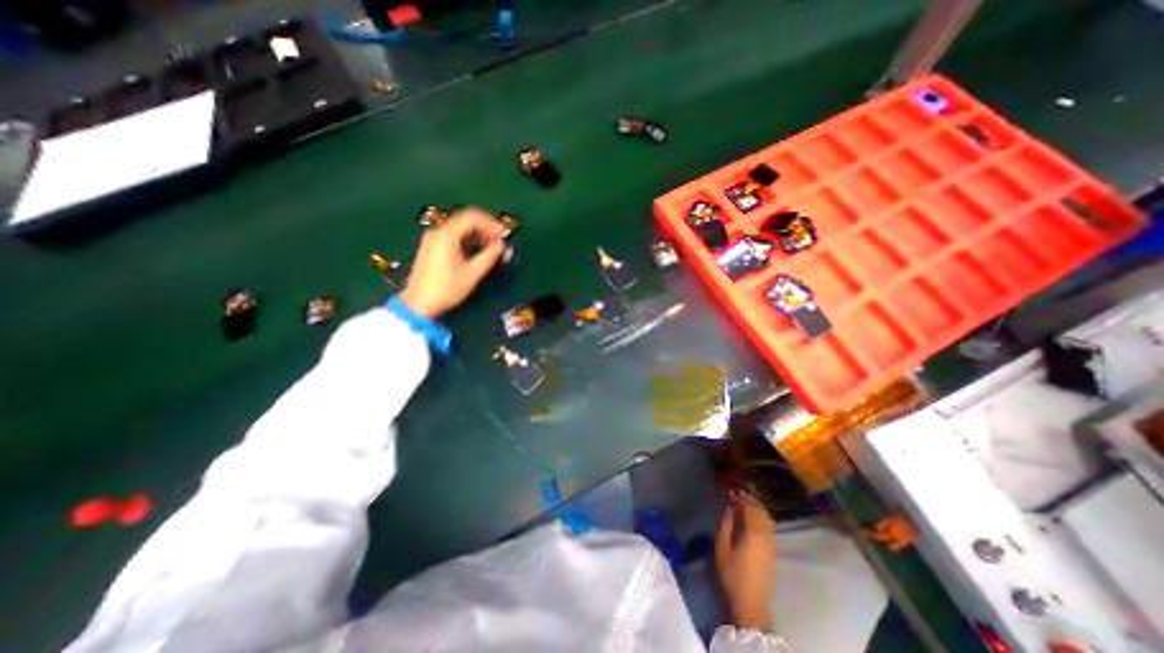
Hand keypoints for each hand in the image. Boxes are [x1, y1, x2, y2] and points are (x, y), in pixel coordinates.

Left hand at [402, 206, 505, 318]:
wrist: (419, 304)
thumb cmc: (446, 289)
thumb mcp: (472, 274)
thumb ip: (488, 257)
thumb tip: (501, 245)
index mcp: (446, 236)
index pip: (472, 217)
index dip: (490, 223)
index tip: (502, 235)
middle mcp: (437, 232)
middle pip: (465, 220)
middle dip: (484, 228)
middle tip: (498, 241)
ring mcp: (432, 239)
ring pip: (459, 227)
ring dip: (476, 234)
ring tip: (489, 248)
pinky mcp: (431, 247)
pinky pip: (452, 235)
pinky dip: (467, 239)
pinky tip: (475, 251)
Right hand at [716, 492, 776, 628]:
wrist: (752, 603)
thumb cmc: (733, 574)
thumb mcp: (722, 548)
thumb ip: (725, 525)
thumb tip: (729, 509)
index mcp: (753, 532)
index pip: (749, 507)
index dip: (740, 497)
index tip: (729, 491)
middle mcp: (765, 534)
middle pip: (760, 510)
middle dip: (748, 499)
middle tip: (735, 493)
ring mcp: (771, 542)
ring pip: (766, 517)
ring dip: (756, 507)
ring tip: (742, 502)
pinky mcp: (773, 550)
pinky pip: (768, 525)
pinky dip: (760, 516)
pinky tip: (751, 517)